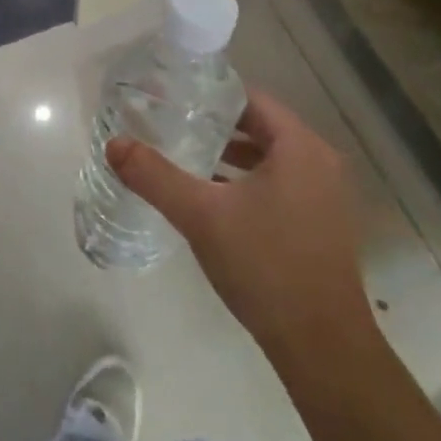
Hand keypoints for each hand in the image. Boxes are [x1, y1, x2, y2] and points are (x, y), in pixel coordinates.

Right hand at [108, 90, 371, 352]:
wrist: (321, 345)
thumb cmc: (264, 265)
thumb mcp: (200, 215)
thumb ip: (154, 176)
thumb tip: (114, 144)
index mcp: (300, 148)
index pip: (252, 100)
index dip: (210, 95)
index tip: (172, 97)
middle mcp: (320, 164)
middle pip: (261, 128)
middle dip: (215, 126)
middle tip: (170, 124)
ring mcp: (326, 197)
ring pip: (270, 160)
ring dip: (230, 156)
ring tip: (184, 157)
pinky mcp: (321, 225)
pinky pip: (279, 186)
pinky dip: (247, 182)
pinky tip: (212, 198)